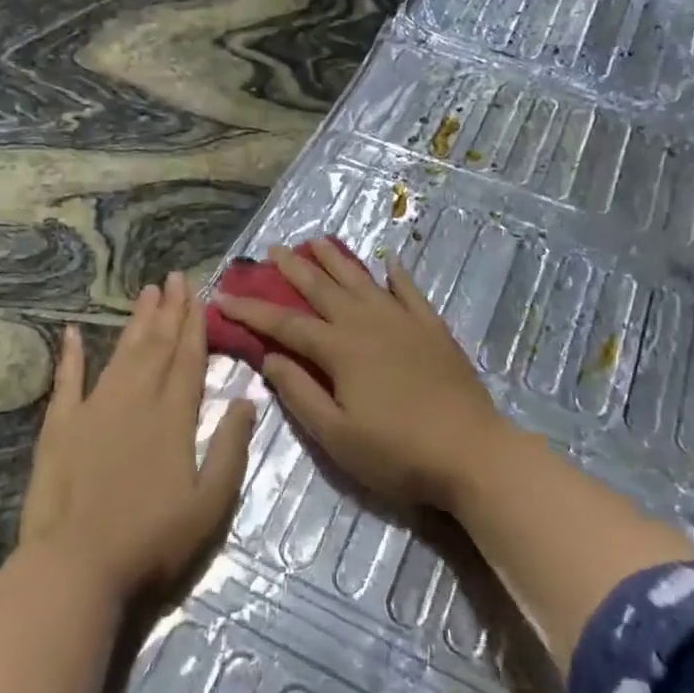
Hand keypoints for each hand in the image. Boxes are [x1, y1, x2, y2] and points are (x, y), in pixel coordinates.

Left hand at [20, 273, 253, 600]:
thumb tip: (247, 400)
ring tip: (146, 292)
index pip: (190, 359)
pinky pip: (67, 381)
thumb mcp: (210, 504)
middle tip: (174, 277)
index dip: (196, 324)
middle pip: (157, 346)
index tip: (199, 293)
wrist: (76, 566)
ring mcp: (94, 410)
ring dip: (136, 322)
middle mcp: (136, 401)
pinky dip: (70, 356)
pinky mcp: (60, 427)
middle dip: (170, 310)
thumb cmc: (152, 541)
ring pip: (122, 354)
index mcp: (174, 417)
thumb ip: (231, 448)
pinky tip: (71, 332)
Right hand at [212, 240, 513, 510]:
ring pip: (362, 280)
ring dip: (336, 259)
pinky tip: (388, 260)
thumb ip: (300, 393)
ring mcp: (403, 321)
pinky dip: (396, 274)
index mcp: (339, 349)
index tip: (222, 297)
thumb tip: (269, 357)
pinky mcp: (432, 328)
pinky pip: (409, 291)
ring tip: (317, 240)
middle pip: (322, 288)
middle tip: (272, 249)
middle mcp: (367, 323)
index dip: (251, 311)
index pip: (284, 324)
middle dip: (293, 268)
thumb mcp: (336, 435)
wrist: (471, 451)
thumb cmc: (397, 452)